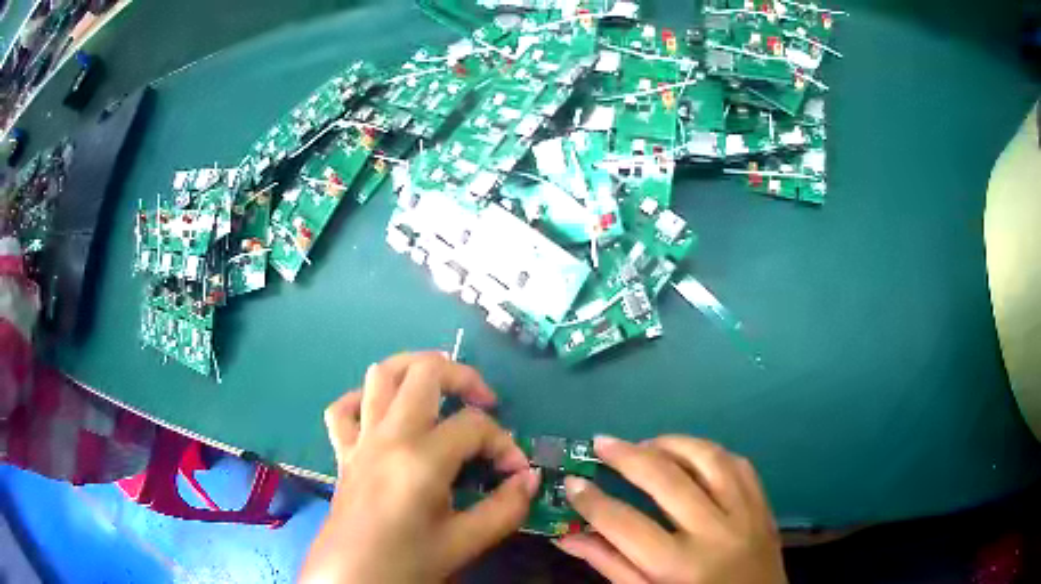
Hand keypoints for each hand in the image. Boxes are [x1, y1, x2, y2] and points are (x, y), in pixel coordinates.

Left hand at [300, 352, 539, 583]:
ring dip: (414, 370)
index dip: (504, 443)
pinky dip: (364, 399)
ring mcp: (360, 439)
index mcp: (421, 460)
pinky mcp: (342, 451)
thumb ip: (505, 508)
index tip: (514, 472)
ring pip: (381, 374)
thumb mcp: (465, 542)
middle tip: (484, 403)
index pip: (474, 426)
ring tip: (440, 391)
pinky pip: (343, 407)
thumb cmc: (407, 563)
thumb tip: (529, 478)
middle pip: (425, 371)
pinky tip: (384, 414)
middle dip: (463, 377)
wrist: (352, 578)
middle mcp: (389, 436)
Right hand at [556, 436, 785, 583]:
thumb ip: (609, 563)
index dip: (592, 501)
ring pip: (707, 458)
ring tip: (644, 444)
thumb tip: (566, 535)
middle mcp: (714, 533)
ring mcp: (745, 514)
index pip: (624, 523)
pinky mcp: (763, 504)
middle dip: (626, 455)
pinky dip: (709, 452)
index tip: (572, 482)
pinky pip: (738, 463)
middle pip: (666, 480)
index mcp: (679, 566)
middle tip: (601, 442)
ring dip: (671, 443)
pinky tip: (689, 454)